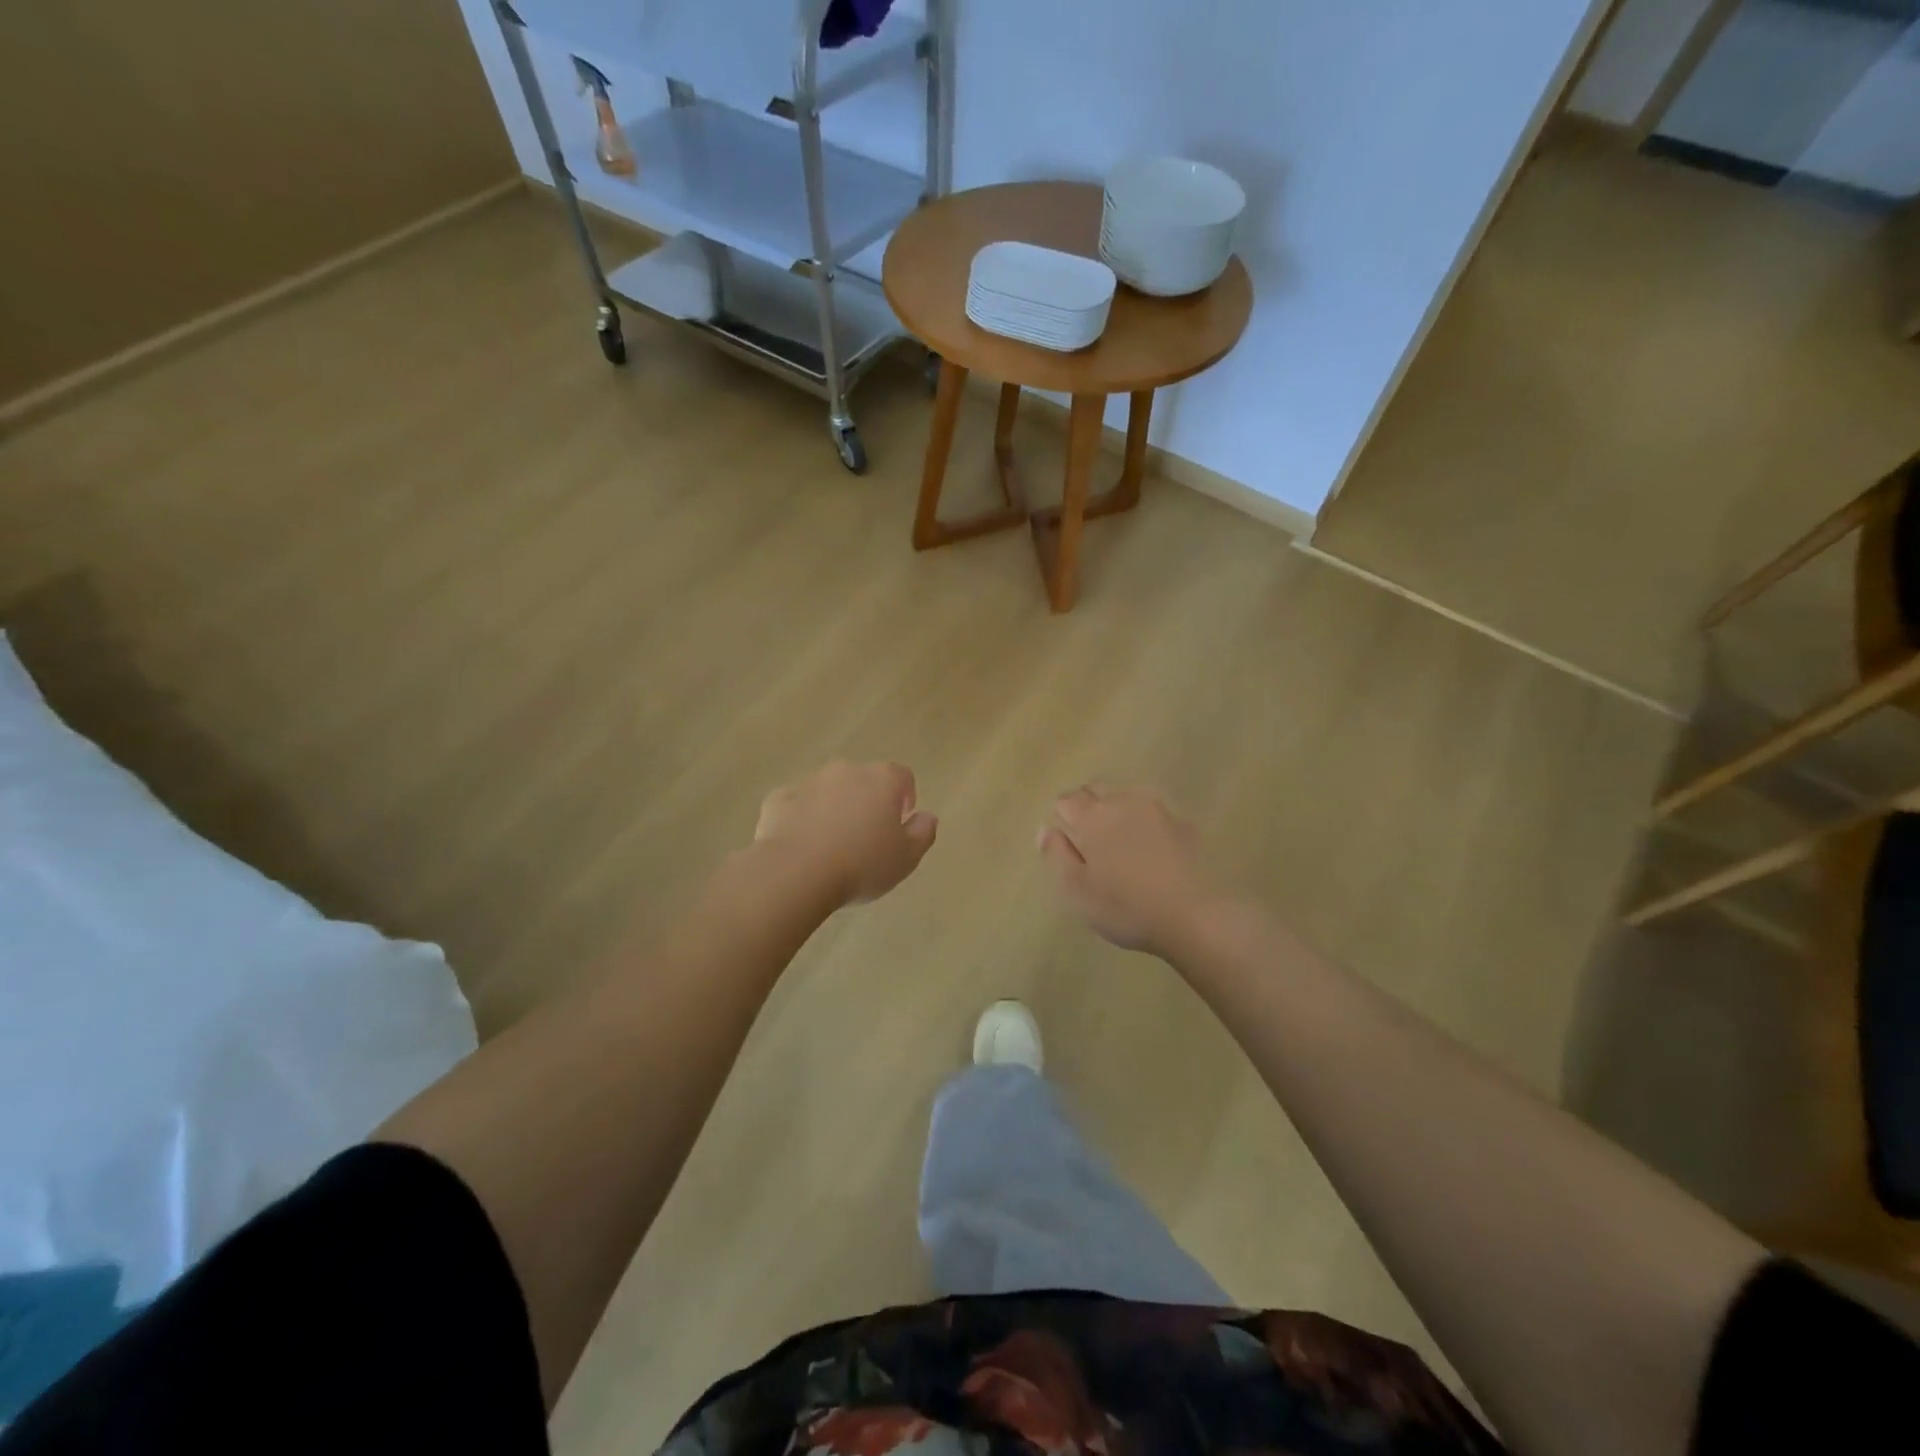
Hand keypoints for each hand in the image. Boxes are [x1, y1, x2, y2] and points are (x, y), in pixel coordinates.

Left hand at [754, 761, 936, 907]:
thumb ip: (923, 833)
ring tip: (831, 846)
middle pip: (864, 781)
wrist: (796, 872)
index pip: (902, 777)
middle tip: (866, 838)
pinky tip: (802, 847)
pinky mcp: (779, 798)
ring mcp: (809, 781)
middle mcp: (846, 771)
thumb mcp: (906, 858)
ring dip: (834, 808)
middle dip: (867, 802)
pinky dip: (802, 818)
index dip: (905, 798)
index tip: (900, 823)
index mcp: (882, 780)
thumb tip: (927, 816)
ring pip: (829, 791)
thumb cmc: (862, 864)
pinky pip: (797, 804)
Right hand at [1038, 782, 1222, 957]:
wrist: (1195, 914)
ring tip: (1118, 836)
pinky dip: (1142, 818)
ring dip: (1116, 806)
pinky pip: (1153, 808)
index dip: (1062, 815)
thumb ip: (1056, 855)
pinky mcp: (1182, 821)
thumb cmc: (1126, 907)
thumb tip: (1046, 829)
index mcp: (1092, 817)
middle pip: (1096, 788)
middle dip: (1087, 804)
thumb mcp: (1077, 890)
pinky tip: (1147, 842)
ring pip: (1126, 794)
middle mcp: (1122, 801)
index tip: (1066, 838)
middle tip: (1088, 836)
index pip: (1067, 800)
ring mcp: (1156, 808)